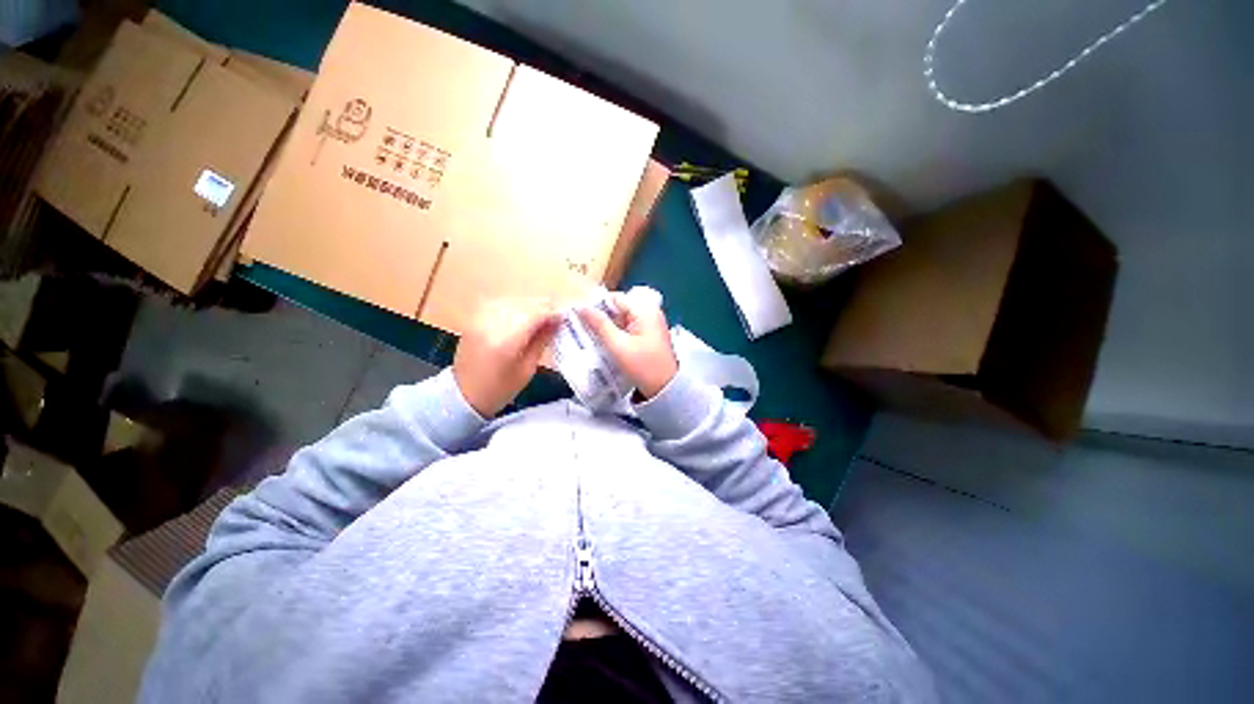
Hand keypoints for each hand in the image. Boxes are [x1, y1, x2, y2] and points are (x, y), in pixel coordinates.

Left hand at [454, 298, 559, 416]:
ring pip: (514, 300)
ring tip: (541, 318)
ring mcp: (481, 318)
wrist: (462, 394)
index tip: (565, 319)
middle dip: (544, 308)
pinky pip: (501, 302)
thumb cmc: (499, 388)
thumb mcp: (528, 369)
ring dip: (531, 306)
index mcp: (506, 340)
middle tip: (556, 319)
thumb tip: (557, 322)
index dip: (553, 313)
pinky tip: (523, 315)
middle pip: (525, 304)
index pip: (536, 313)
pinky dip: (516, 306)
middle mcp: (492, 323)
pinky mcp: (475, 317)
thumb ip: (542, 341)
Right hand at [579, 290, 677, 398]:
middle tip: (583, 327)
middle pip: (619, 306)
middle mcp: (650, 311)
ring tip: (590, 335)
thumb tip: (581, 307)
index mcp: (644, 309)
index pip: (614, 298)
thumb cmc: (642, 366)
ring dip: (608, 325)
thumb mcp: (617, 346)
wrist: (665, 389)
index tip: (579, 316)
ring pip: (622, 317)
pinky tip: (605, 342)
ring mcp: (651, 323)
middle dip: (601, 316)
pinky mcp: (650, 334)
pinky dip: (617, 332)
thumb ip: (599, 325)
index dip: (596, 305)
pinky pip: (629, 326)